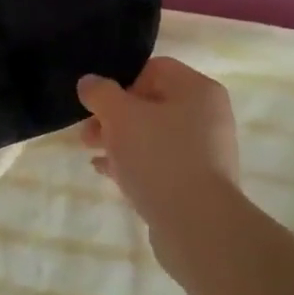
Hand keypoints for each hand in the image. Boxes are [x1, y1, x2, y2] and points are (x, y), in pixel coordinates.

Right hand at [78, 58, 240, 282]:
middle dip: (113, 116)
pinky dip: (133, 163)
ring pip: (152, 135)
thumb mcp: (120, 116)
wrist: (197, 225)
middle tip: (86, 133)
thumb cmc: (159, 157)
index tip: (97, 104)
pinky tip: (106, 171)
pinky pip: (159, 163)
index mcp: (198, 90)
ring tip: (91, 153)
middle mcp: (207, 116)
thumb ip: (101, 93)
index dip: (120, 82)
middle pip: (151, 103)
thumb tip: (89, 82)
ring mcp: (205, 151)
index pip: (154, 69)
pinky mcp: (196, 182)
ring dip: (119, 140)